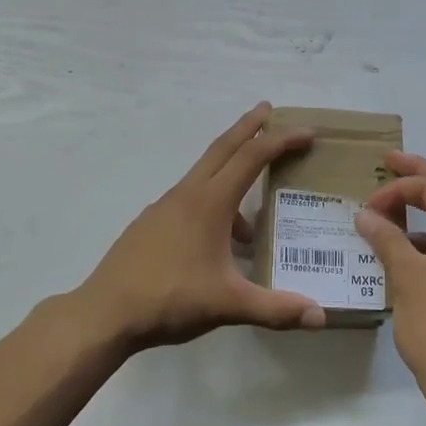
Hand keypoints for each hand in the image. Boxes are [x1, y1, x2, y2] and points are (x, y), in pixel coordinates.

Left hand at [72, 103, 326, 349]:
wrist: (105, 313)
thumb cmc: (170, 299)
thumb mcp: (228, 304)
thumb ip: (275, 309)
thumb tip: (320, 317)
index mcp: (209, 202)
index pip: (251, 158)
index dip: (281, 141)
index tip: (306, 132)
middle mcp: (187, 194)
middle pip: (222, 148)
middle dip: (248, 127)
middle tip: (267, 109)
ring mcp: (164, 207)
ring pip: (205, 176)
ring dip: (230, 173)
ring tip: (251, 226)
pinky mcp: (151, 224)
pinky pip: (190, 199)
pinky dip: (212, 204)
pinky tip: (217, 244)